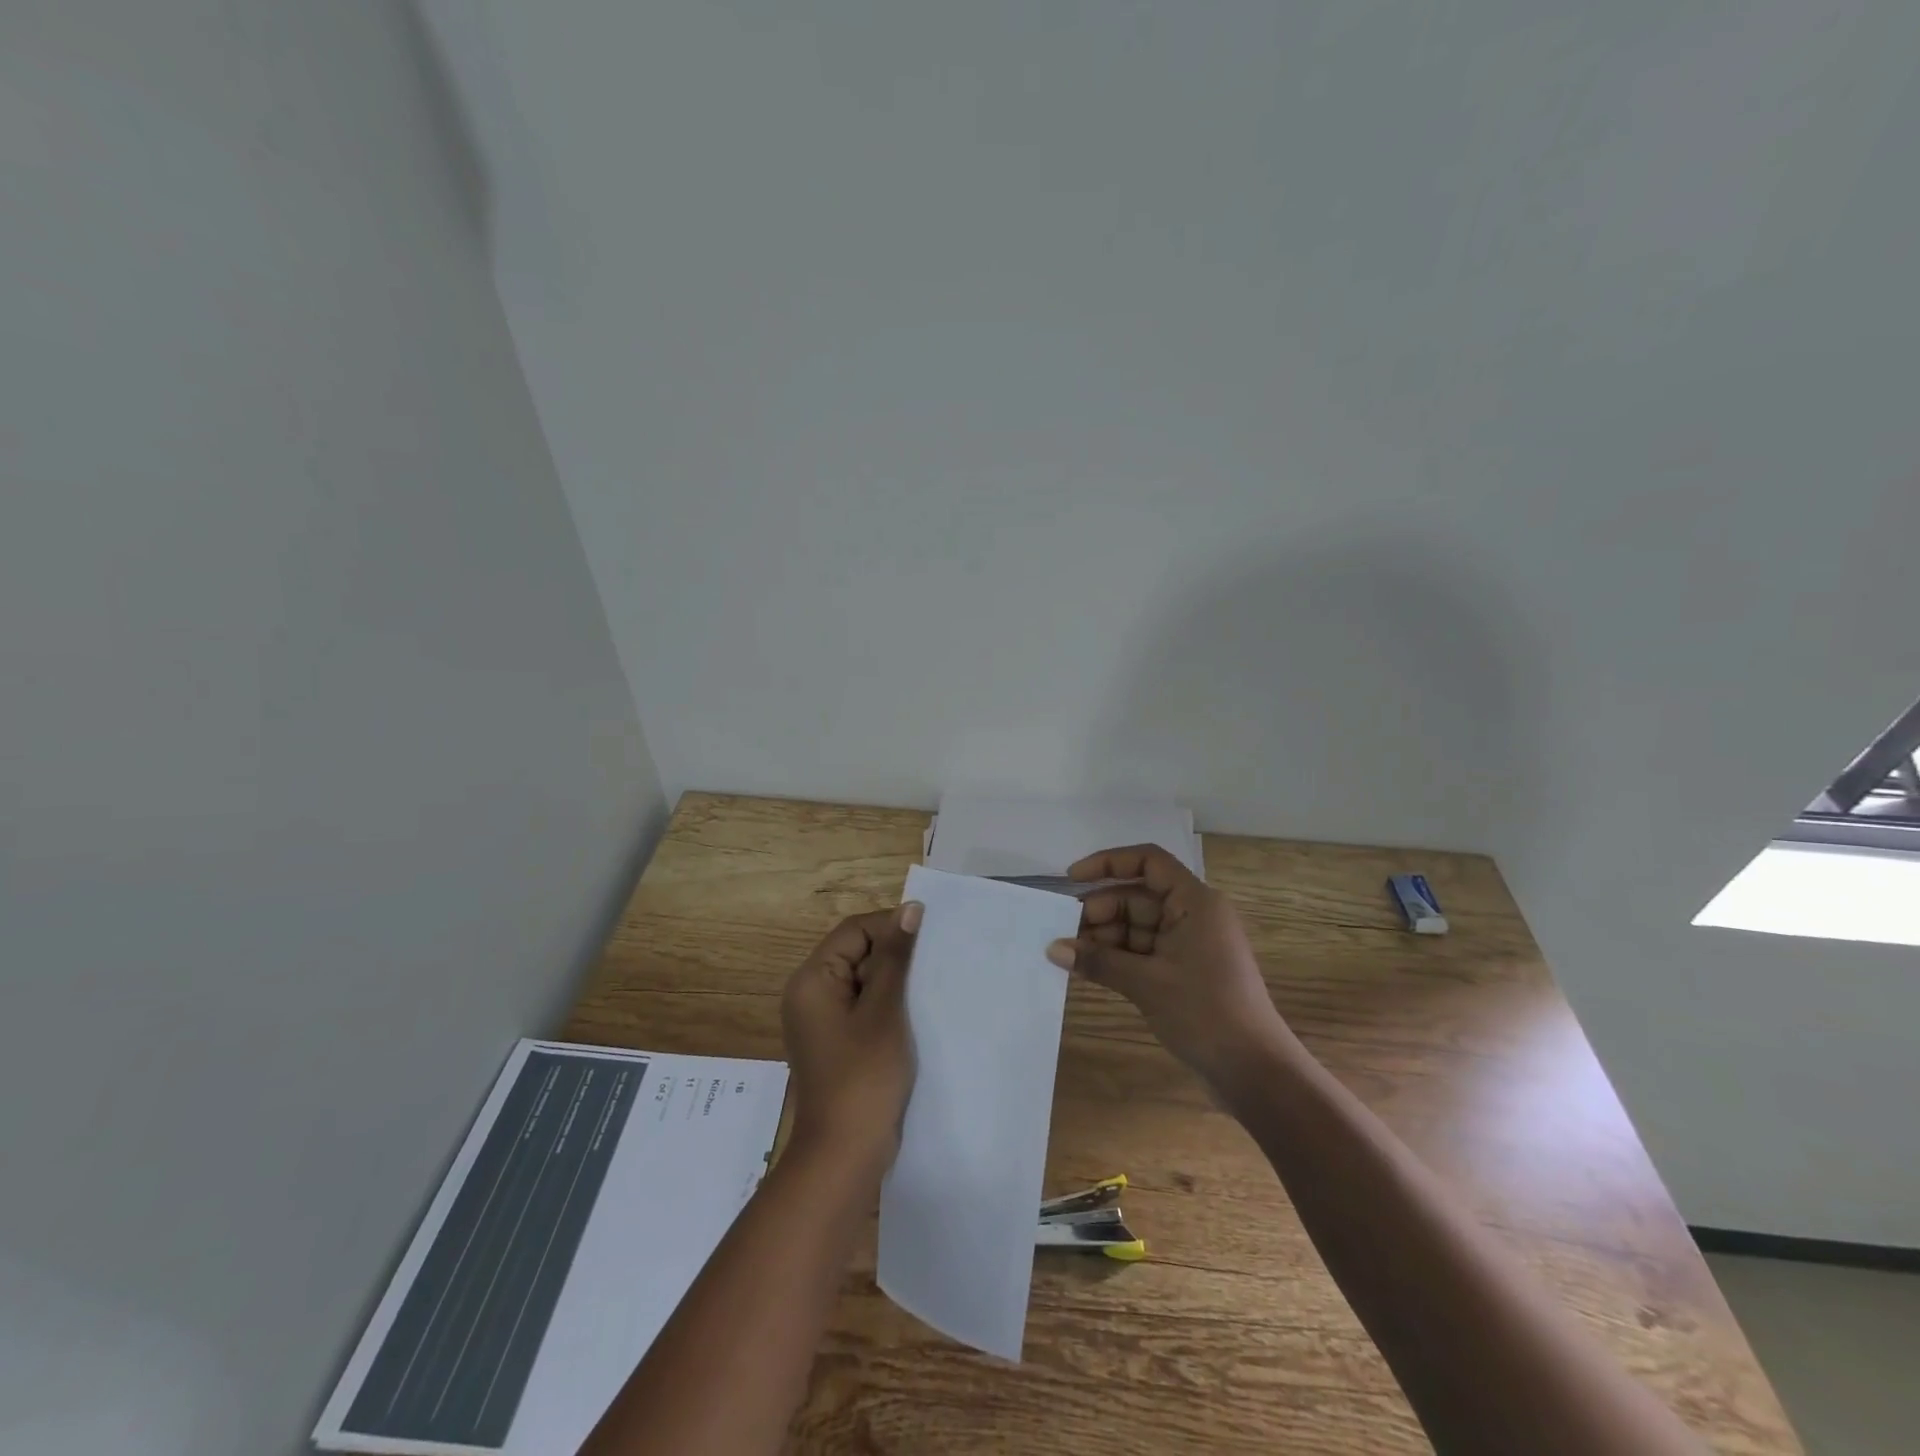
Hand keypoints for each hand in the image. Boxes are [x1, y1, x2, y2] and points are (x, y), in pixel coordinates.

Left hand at [781, 903, 921, 1168]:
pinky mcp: (837, 1043)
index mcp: (813, 980)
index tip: (931, 935)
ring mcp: (823, 1021)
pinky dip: (888, 1005)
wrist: (845, 1155)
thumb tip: (910, 909)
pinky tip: (917, 1013)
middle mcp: (811, 994)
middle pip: (856, 953)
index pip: (854, 931)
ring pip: (864, 981)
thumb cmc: (864, 1077)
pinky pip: (863, 1008)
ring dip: (895, 981)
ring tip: (931, 985)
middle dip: (895, 955)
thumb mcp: (884, 1010)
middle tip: (935, 961)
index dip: (891, 926)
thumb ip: (895, 958)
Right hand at [1046, 845, 1297, 1091]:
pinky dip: (1117, 957)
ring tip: (1068, 954)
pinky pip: (1143, 952)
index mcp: (1194, 902)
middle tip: (1062, 932)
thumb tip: (1052, 949)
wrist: (1255, 1071)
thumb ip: (1098, 961)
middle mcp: (1193, 915)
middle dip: (1100, 911)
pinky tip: (1087, 968)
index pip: (1148, 862)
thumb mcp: (1147, 983)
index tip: (1071, 879)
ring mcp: (1189, 944)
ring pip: (1137, 926)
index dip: (1108, 863)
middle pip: (1137, 897)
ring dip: (1104, 938)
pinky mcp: (1184, 971)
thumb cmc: (1205, 1012)